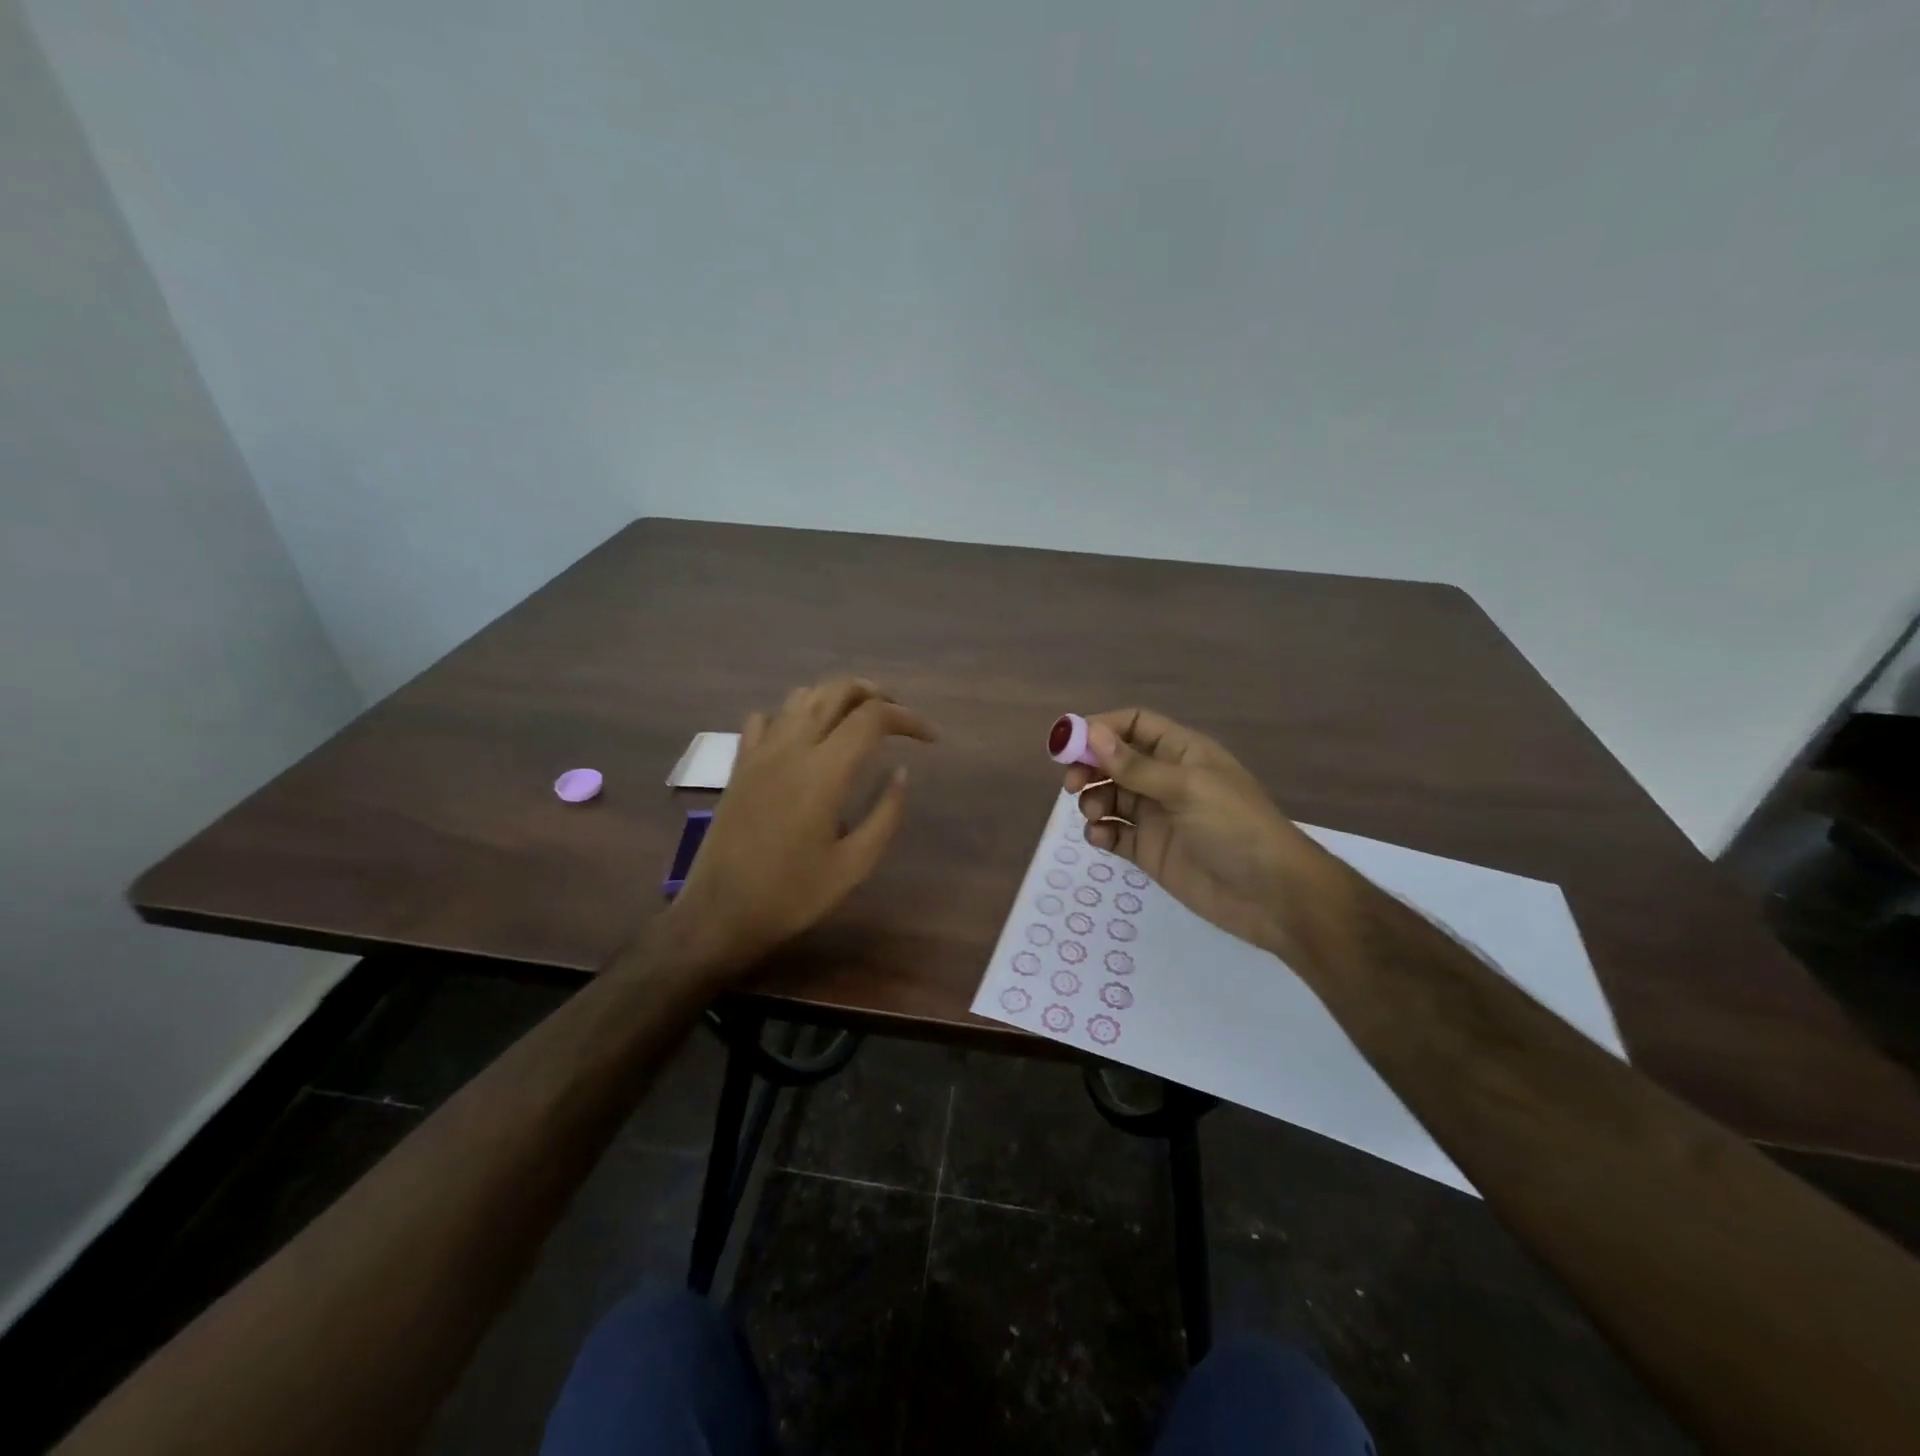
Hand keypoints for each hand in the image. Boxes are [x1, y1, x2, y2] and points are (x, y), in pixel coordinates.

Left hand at [667, 678, 937, 970]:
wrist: (719, 913)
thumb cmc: (792, 895)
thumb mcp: (854, 865)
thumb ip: (885, 814)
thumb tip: (902, 772)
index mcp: (824, 771)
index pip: (872, 717)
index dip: (908, 718)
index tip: (930, 739)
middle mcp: (791, 748)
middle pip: (836, 690)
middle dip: (875, 694)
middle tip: (898, 718)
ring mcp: (760, 752)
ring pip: (802, 696)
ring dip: (836, 697)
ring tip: (858, 721)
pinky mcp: (740, 765)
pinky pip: (766, 718)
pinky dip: (793, 715)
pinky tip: (804, 738)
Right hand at [1065, 710, 1326, 957]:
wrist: (1272, 896)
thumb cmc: (1235, 828)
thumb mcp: (1187, 789)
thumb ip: (1135, 766)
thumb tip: (1091, 733)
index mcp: (1182, 753)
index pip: (1134, 725)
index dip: (1101, 728)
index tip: (1069, 744)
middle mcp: (1166, 779)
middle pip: (1115, 760)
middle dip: (1090, 766)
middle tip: (1072, 783)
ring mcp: (1157, 816)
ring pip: (1110, 796)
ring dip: (1093, 799)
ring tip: (1095, 813)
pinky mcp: (1150, 850)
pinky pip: (1115, 832)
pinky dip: (1101, 832)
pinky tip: (1102, 837)